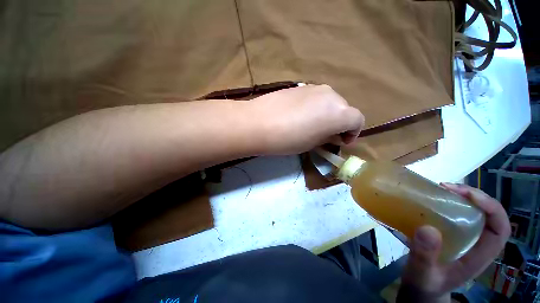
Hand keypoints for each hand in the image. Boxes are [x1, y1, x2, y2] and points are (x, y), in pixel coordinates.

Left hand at [250, 84, 364, 154]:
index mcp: (339, 112)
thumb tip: (331, 134)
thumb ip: (327, 137)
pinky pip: (315, 97)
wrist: (259, 123)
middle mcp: (331, 95)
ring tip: (313, 125)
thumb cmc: (288, 139)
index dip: (353, 133)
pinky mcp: (300, 85)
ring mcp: (314, 87)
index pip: (357, 120)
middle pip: (344, 109)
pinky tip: (300, 115)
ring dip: (327, 114)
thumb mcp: (312, 144)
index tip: (342, 142)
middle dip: (339, 123)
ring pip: (329, 102)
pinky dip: (315, 107)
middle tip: (326, 135)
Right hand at [398, 183, 510, 302]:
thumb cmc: (424, 284)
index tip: (465, 195)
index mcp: (479, 256)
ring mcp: (465, 238)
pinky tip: (433, 200)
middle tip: (447, 187)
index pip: (500, 228)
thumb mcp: (422, 274)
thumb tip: (428, 229)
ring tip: (439, 189)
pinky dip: (448, 202)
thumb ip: (425, 256)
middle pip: (489, 215)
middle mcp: (477, 244)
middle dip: (473, 197)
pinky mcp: (451, 234)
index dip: (491, 208)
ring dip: (460, 197)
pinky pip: (456, 214)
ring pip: (474, 212)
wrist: (419, 288)